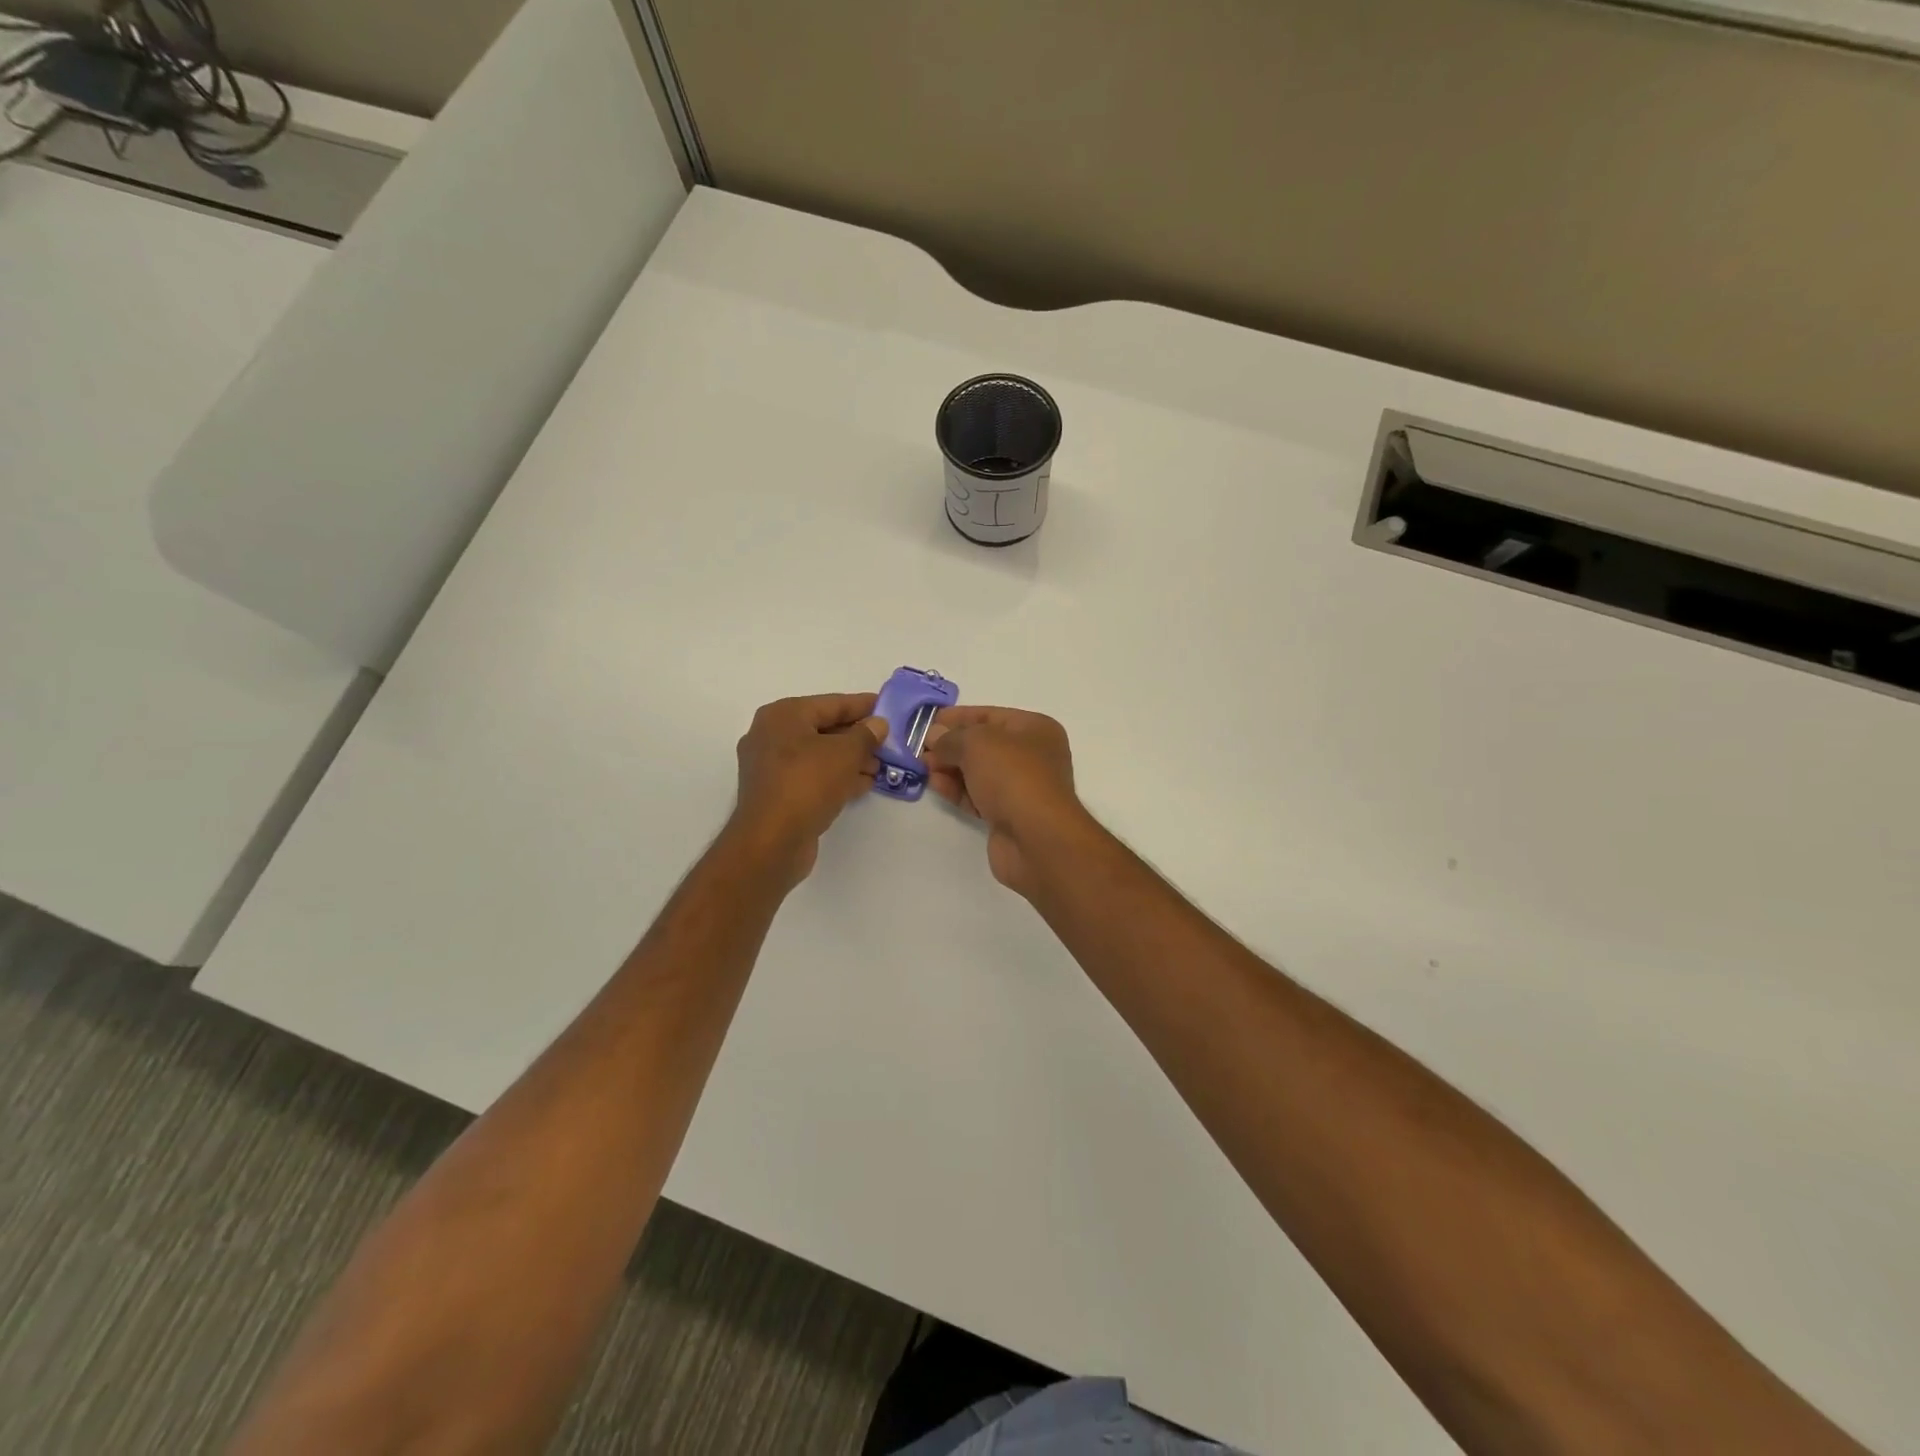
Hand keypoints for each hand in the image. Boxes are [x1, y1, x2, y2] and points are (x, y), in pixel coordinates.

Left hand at [730, 693, 886, 884]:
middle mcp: (771, 736)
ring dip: (850, 760)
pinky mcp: (776, 793)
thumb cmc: (807, 784)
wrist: (771, 842)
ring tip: (880, 767)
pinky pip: (812, 777)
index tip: (886, 706)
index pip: (831, 703)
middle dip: (857, 737)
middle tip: (887, 743)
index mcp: (783, 715)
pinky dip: (836, 777)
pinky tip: (862, 785)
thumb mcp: (845, 754)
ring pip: (819, 755)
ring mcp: (770, 767)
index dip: (862, 705)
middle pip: (824, 729)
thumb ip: (866, 735)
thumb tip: (878, 724)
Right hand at [922, 706, 1088, 896]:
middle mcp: (1032, 756)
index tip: (927, 722)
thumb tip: (934, 736)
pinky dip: (957, 790)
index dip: (958, 717)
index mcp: (1035, 729)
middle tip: (920, 749)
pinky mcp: (1009, 815)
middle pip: (984, 745)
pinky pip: (978, 796)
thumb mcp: (976, 744)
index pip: (990, 715)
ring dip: (951, 768)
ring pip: (979, 772)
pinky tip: (936, 786)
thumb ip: (951, 737)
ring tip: (923, 767)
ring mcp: (1021, 788)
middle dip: (951, 745)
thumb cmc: (1012, 776)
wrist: (1036, 838)